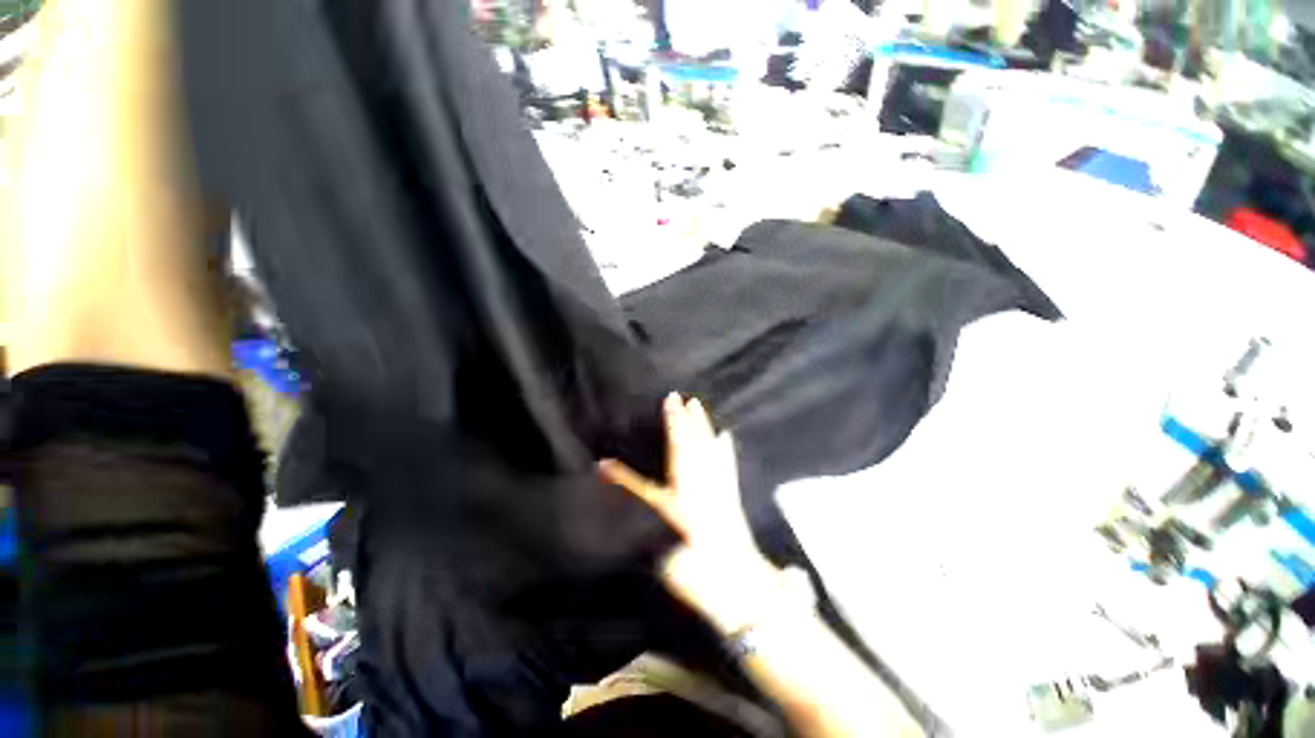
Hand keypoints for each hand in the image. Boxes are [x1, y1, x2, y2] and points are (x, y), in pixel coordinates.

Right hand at [601, 393, 784, 632]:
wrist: (730, 580)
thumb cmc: (686, 548)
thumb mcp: (652, 517)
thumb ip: (629, 488)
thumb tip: (602, 464)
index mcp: (686, 475)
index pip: (678, 439)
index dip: (674, 418)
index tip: (672, 397)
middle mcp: (705, 473)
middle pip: (697, 440)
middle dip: (691, 418)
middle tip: (689, 398)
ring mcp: (720, 484)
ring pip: (711, 447)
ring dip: (705, 427)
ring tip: (701, 409)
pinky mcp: (731, 496)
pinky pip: (727, 464)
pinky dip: (725, 450)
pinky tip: (726, 438)